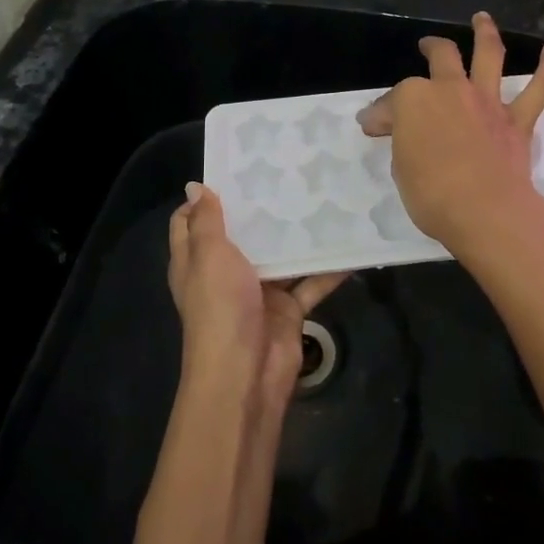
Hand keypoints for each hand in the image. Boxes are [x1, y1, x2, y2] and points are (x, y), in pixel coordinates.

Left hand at [168, 183, 347, 405]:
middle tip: (290, 172)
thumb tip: (195, 186)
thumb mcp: (209, 256)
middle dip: (262, 209)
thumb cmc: (220, 307)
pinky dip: (328, 268)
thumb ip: (206, 221)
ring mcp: (258, 291)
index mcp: (196, 261)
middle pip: (241, 235)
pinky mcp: (287, 310)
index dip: (207, 198)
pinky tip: (351, 243)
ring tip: (324, 196)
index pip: (191, 222)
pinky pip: (310, 282)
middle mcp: (225, 273)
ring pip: (280, 256)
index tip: (235, 169)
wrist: (246, 374)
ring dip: (298, 234)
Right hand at [357, 12, 543, 264]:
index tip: (374, 128)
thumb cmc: (430, 194)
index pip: (392, 102)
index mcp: (413, 99)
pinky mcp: (517, 120)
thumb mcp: (400, 168)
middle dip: (431, 48)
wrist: (484, 210)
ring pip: (488, 55)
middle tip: (426, 46)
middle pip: (441, 57)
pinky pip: (538, 89)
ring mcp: (486, 101)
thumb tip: (389, 127)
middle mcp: (450, 89)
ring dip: (485, 33)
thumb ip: (400, 141)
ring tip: (483, 18)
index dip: (382, 114)